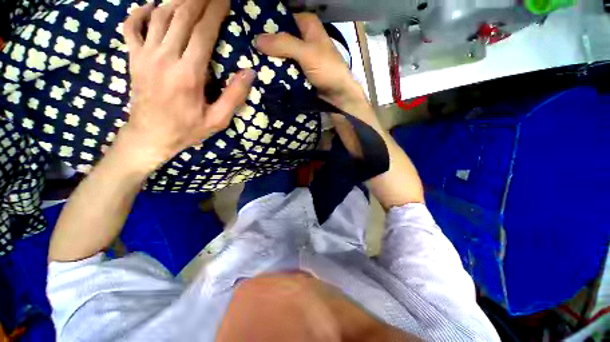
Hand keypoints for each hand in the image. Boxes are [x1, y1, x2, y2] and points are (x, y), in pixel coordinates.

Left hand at [120, 0, 254, 171]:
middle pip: (182, 16)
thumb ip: (234, 96)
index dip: (216, 11)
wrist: (151, 136)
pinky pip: (131, 26)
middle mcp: (165, 57)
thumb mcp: (218, 120)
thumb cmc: (188, 129)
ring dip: (177, 0)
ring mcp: (145, 55)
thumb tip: (249, 72)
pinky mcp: (133, 58)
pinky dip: (141, 12)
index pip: (204, 32)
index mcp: (188, 74)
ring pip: (160, 15)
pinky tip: (152, 7)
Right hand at [254, 13, 366, 112]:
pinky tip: (264, 74)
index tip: (247, 32)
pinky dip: (277, 71)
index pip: (280, 18)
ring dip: (269, 60)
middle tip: (246, 51)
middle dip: (265, 45)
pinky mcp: (299, 71)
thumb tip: (256, 40)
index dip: (265, 24)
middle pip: (279, 38)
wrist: (338, 94)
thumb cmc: (328, 70)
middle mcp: (302, 37)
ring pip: (280, 54)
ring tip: (250, 63)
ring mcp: (300, 56)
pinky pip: (285, 68)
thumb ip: (283, 44)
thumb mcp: (307, 53)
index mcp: (306, 25)